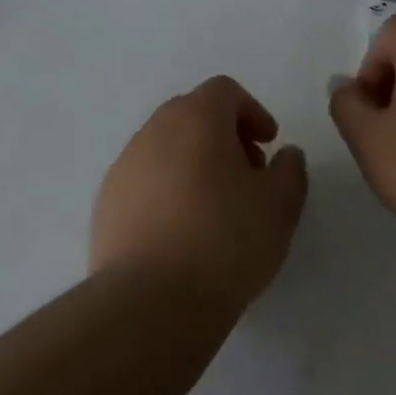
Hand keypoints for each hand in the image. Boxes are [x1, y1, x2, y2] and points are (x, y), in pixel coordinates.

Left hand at [91, 75, 308, 310]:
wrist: (150, 303)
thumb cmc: (225, 242)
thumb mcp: (280, 206)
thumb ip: (290, 170)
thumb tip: (285, 155)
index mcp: (196, 119)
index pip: (224, 91)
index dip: (252, 111)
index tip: (268, 144)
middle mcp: (153, 132)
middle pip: (191, 114)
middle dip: (223, 135)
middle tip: (246, 173)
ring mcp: (123, 168)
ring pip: (164, 148)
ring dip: (193, 162)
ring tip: (215, 208)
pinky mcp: (105, 205)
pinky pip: (143, 181)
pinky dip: (166, 191)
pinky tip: (182, 233)